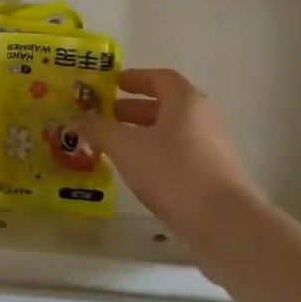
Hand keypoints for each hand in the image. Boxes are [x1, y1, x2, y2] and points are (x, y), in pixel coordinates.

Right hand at [72, 68, 256, 230]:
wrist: (224, 223)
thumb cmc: (173, 172)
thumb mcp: (126, 148)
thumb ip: (99, 129)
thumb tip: (76, 119)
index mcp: (186, 101)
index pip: (160, 78)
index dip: (135, 78)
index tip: (113, 84)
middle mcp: (203, 117)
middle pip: (166, 104)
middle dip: (134, 109)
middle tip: (106, 116)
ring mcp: (212, 147)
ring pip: (172, 131)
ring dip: (144, 133)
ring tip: (116, 146)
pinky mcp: (214, 174)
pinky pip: (180, 153)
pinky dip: (157, 154)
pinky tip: (139, 171)